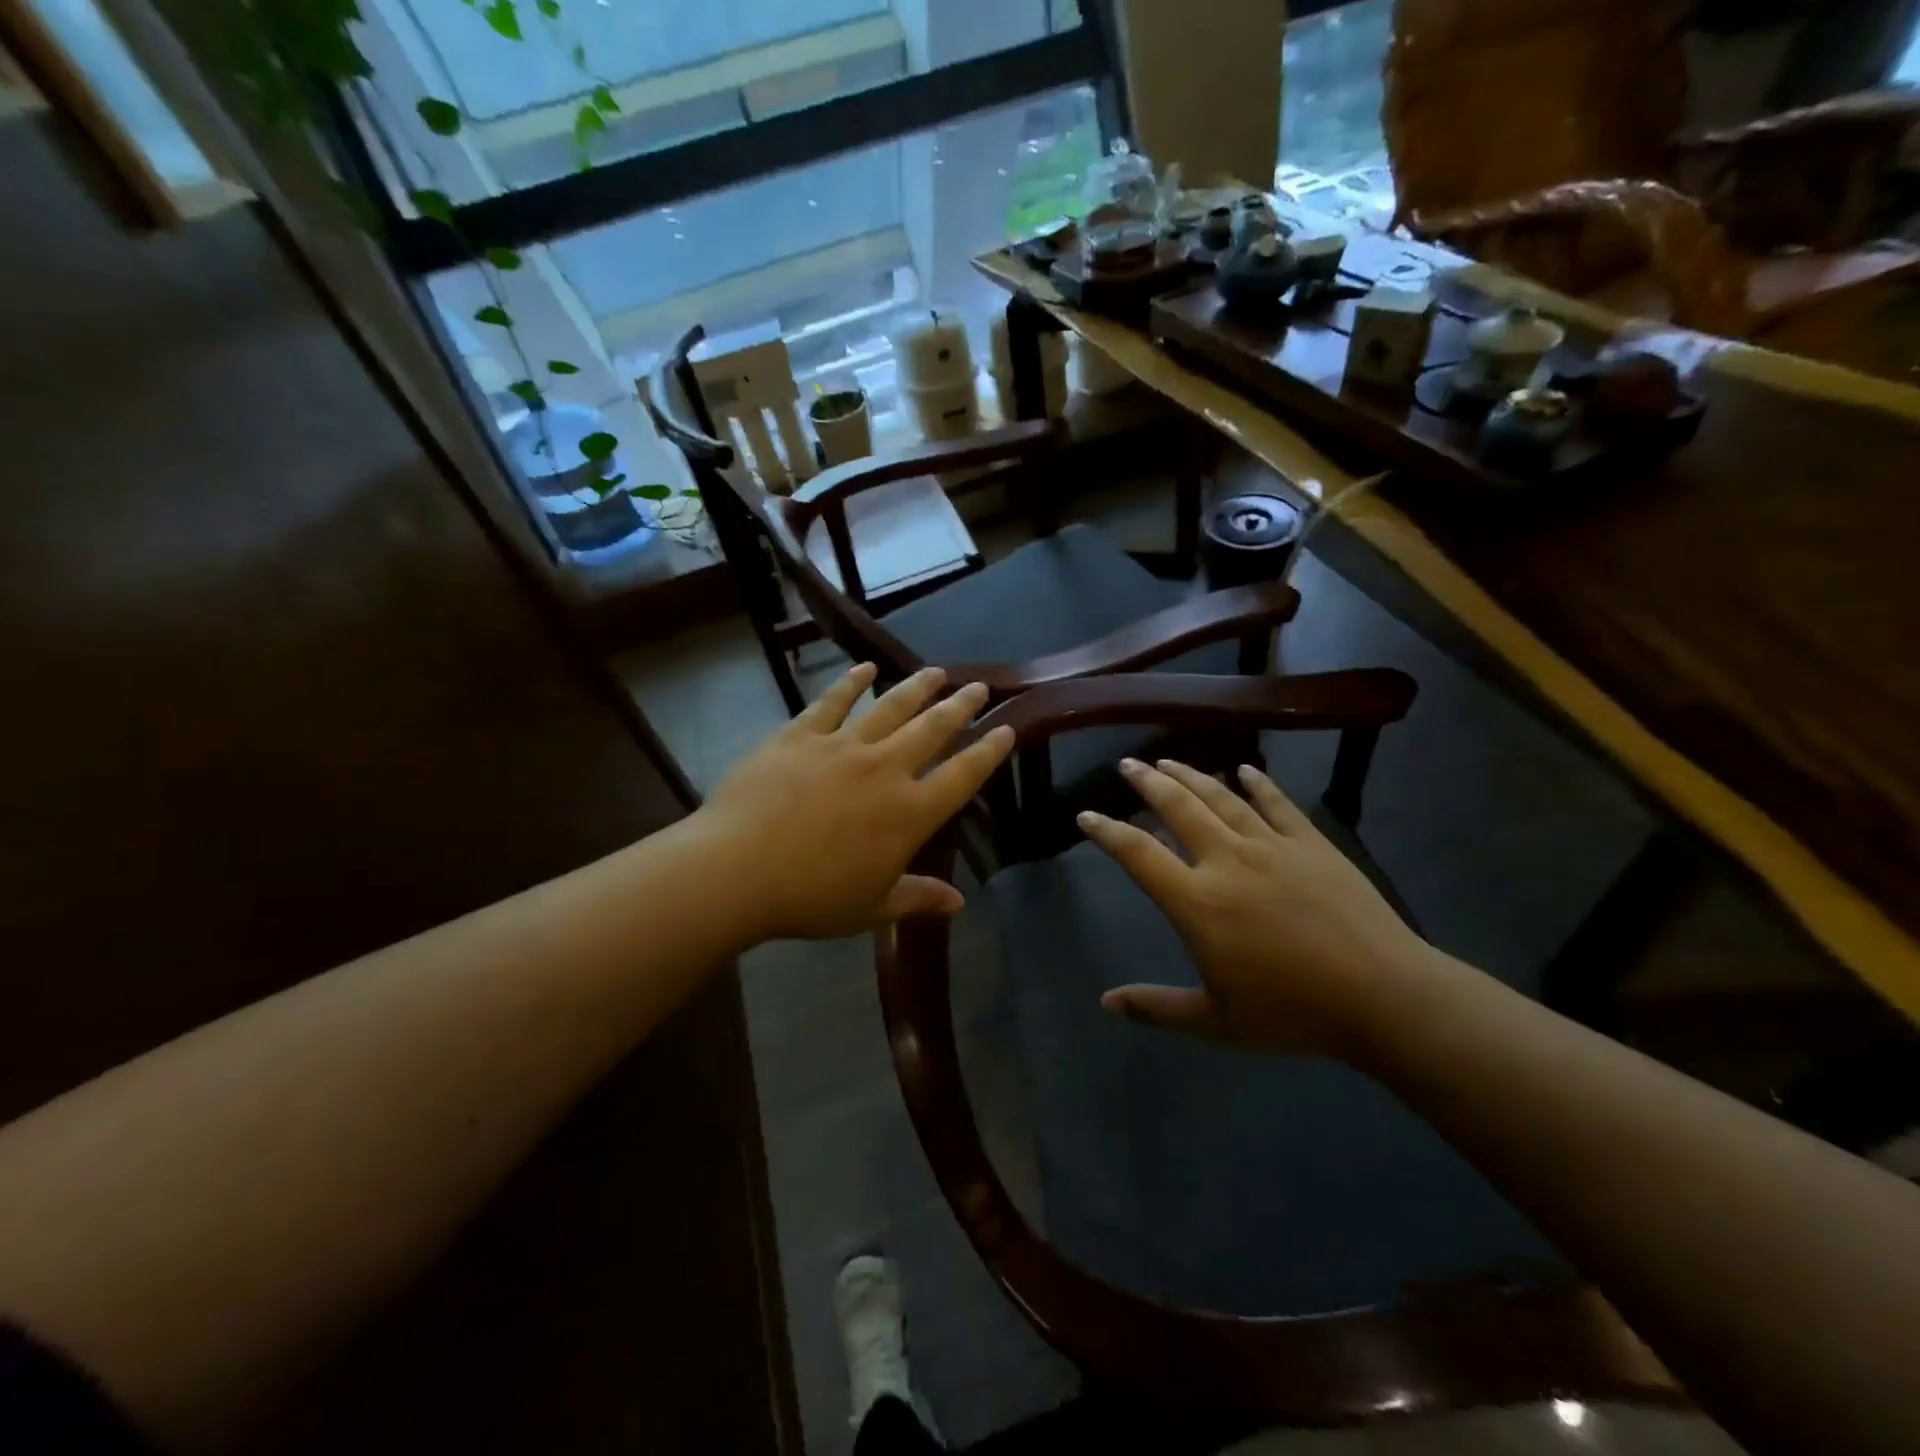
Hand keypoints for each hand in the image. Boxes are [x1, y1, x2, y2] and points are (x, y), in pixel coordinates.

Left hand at [693, 664, 1013, 942]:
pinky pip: (832, 702)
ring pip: (890, 707)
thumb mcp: (871, 907)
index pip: (962, 776)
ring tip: (936, 671)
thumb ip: (918, 898)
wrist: (737, 870)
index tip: (1006, 729)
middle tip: (979, 687)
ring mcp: (842, 746)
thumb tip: (960, 902)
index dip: (989, 752)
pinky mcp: (801, 735)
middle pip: (933, 729)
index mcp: (909, 814)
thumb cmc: (811, 897)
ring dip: (916, 687)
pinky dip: (851, 683)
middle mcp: (885, 770)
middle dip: (960, 706)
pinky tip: (865, 668)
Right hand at [1077, 759, 1430, 1054]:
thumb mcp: (1216, 1022)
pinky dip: (1258, 783)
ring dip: (1191, 774)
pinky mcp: (1312, 843)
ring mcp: (1272, 846)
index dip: (1106, 831)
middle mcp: (1226, 861)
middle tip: (1126, 764)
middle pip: (1178, 807)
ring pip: (1221, 797)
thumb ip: (1157, 1008)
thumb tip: (1105, 1003)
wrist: (1384, 997)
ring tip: (1168, 759)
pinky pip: (1277, 803)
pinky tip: (1245, 769)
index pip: (1137, 854)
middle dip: (1147, 782)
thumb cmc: (1293, 1013)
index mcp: (1197, 902)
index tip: (1085, 815)